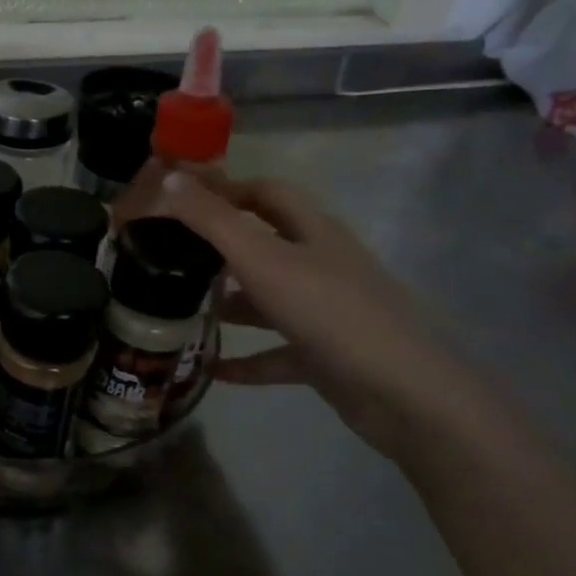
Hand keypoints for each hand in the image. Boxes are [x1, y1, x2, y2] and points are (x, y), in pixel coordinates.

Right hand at [130, 166, 503, 465]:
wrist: (407, 396)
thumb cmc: (330, 312)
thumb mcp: (262, 259)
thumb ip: (212, 220)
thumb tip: (168, 179)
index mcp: (312, 232)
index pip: (266, 193)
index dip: (226, 189)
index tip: (180, 199)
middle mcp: (321, 265)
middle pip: (264, 244)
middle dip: (219, 248)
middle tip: (170, 256)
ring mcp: (325, 312)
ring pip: (267, 298)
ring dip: (228, 303)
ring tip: (180, 310)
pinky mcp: (326, 356)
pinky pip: (276, 352)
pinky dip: (245, 358)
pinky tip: (211, 367)